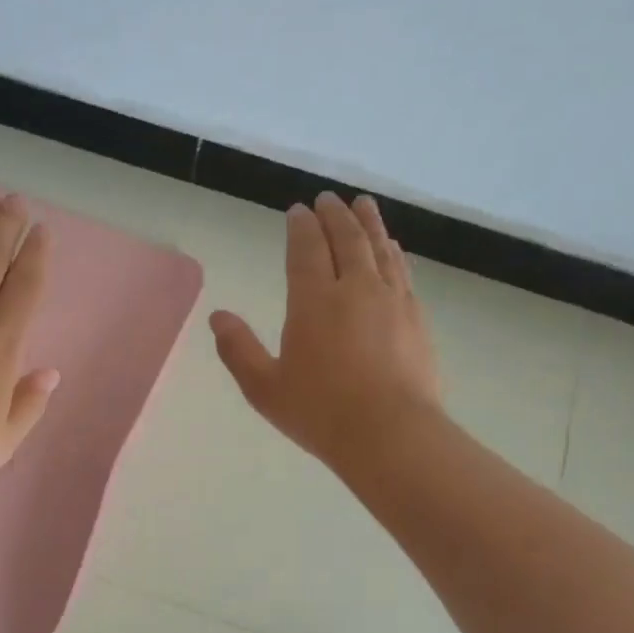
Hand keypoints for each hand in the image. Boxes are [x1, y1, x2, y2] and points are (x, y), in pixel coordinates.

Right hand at [210, 192, 439, 474]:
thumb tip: (217, 317)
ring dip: (368, 223)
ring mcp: (391, 300)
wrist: (391, 433)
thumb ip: (238, 349)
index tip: (298, 210)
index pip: (305, 249)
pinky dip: (392, 251)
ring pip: (378, 248)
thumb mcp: (264, 388)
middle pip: (345, 239)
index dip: (300, 227)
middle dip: (334, 215)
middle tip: (328, 198)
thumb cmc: (320, 412)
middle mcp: (354, 289)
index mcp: (313, 302)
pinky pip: (402, 270)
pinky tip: (391, 248)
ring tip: (362, 205)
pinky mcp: (416, 317)